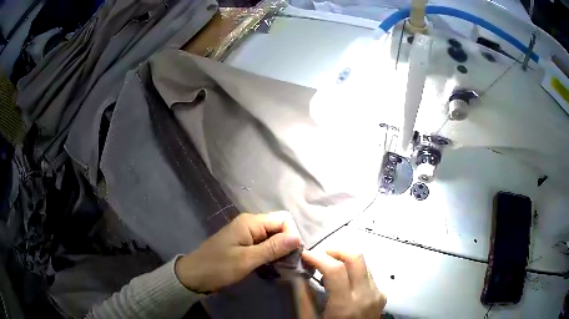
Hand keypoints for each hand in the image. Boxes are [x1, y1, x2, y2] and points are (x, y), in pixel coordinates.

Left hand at [175, 212, 301, 292]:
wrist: (194, 275)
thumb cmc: (219, 267)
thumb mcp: (247, 260)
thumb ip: (273, 248)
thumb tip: (298, 237)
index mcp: (251, 222)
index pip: (283, 219)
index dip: (291, 235)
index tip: (290, 255)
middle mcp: (250, 224)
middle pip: (279, 227)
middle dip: (287, 244)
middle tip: (286, 264)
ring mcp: (247, 234)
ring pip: (273, 237)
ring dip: (279, 250)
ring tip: (280, 266)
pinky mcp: (244, 244)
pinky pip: (264, 244)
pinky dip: (270, 254)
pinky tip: (270, 265)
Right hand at [302, 250, 385, 318]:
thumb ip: (303, 298)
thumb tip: (296, 275)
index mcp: (345, 305)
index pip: (335, 269)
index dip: (318, 257)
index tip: (305, 255)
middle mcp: (366, 296)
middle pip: (356, 258)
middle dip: (336, 250)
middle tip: (320, 256)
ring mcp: (377, 294)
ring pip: (363, 263)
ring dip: (345, 259)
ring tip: (329, 268)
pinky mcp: (382, 295)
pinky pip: (368, 274)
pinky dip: (354, 271)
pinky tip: (343, 281)